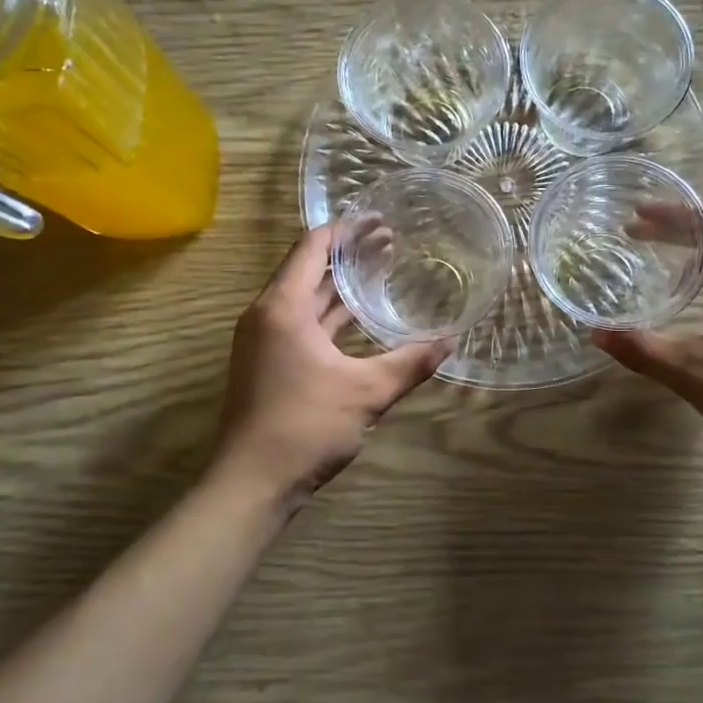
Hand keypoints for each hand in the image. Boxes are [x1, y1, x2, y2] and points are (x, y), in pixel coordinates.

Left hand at [211, 224, 452, 512]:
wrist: (251, 483)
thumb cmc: (305, 426)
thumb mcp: (366, 392)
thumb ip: (410, 362)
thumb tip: (451, 340)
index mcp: (282, 307)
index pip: (312, 248)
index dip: (346, 230)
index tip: (379, 219)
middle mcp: (267, 315)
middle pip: (309, 269)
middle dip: (349, 255)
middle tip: (391, 242)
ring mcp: (264, 341)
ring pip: (305, 299)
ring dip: (340, 285)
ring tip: (381, 270)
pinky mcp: (268, 364)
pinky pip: (302, 323)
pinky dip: (330, 314)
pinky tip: (359, 319)